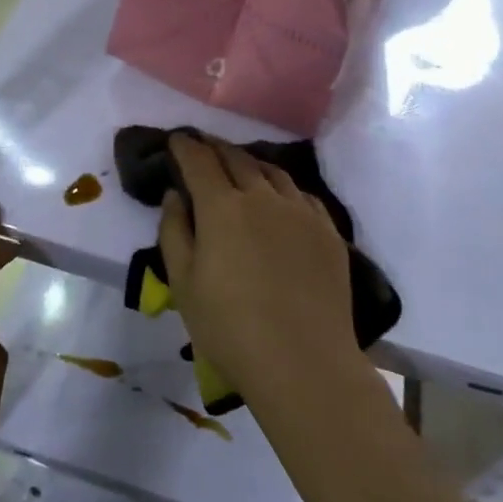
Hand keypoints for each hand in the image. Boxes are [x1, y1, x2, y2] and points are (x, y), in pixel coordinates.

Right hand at [158, 134, 357, 406]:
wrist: (303, 362)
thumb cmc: (229, 327)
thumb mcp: (183, 283)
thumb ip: (174, 231)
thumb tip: (175, 195)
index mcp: (222, 207)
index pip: (199, 161)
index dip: (185, 146)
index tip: (176, 140)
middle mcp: (263, 197)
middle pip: (237, 159)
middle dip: (215, 148)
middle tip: (203, 145)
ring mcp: (301, 212)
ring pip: (273, 172)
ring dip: (250, 162)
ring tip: (239, 164)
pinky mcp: (328, 232)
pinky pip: (302, 194)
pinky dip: (282, 186)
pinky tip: (280, 196)